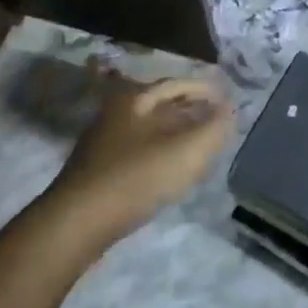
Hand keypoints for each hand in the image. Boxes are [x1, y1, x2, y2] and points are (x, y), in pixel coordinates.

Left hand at [48, 72, 234, 251]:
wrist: (77, 223)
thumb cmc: (136, 177)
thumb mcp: (187, 151)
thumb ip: (215, 127)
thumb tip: (230, 109)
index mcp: (134, 99)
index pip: (176, 84)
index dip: (205, 89)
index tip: (227, 99)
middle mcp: (116, 113)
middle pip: (160, 104)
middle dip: (191, 110)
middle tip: (216, 120)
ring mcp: (104, 142)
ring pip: (149, 128)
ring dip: (176, 132)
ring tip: (200, 145)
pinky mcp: (99, 169)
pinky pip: (139, 150)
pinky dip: (161, 152)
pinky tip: (172, 170)